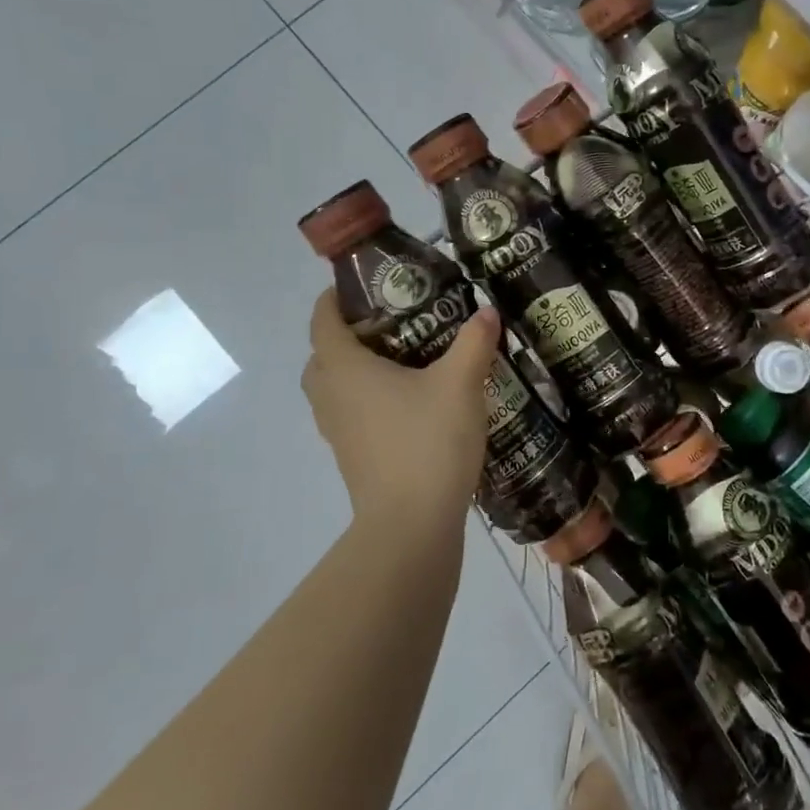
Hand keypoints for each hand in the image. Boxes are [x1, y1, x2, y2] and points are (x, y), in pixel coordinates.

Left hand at [301, 290, 502, 541]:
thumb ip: (474, 341)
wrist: (411, 525)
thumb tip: (486, 311)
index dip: (335, 297)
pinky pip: (350, 414)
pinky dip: (368, 400)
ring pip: (335, 388)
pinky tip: (410, 404)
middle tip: (393, 323)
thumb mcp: (461, 383)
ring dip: (357, 370)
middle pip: (324, 355)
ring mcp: (338, 432)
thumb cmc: (428, 442)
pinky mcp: (352, 457)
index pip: (323, 320)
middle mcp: (331, 396)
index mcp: (345, 369)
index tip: (365, 284)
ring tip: (404, 361)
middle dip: (349, 334)